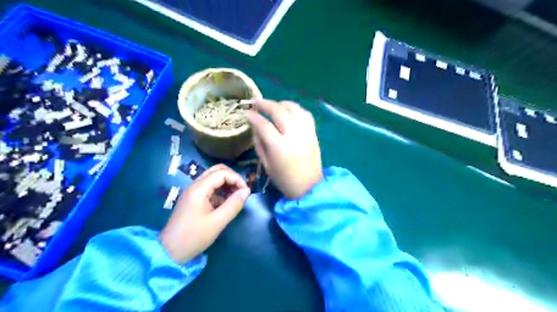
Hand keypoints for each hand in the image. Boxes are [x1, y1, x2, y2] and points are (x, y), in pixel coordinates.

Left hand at [159, 164, 250, 263]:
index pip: (222, 173)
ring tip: (237, 197)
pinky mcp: (194, 199)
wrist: (169, 251)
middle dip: (232, 178)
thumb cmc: (193, 237)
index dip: (236, 179)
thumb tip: (247, 191)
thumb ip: (233, 205)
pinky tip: (227, 204)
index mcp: (199, 189)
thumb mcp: (217, 222)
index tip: (246, 192)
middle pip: (217, 171)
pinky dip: (221, 192)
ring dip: (227, 184)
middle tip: (242, 191)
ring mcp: (194, 192)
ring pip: (214, 178)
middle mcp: (195, 186)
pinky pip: (210, 188)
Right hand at [247, 98, 324, 197]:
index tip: (246, 112)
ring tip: (273, 105)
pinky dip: (296, 109)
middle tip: (256, 101)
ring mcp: (305, 132)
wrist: (309, 187)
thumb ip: (259, 143)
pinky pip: (305, 114)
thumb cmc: (284, 179)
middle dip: (265, 104)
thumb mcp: (266, 164)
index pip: (264, 125)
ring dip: (281, 103)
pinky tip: (289, 111)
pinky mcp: (313, 133)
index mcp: (279, 147)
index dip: (254, 116)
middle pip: (279, 111)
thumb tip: (255, 126)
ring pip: (294, 108)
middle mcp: (293, 135)